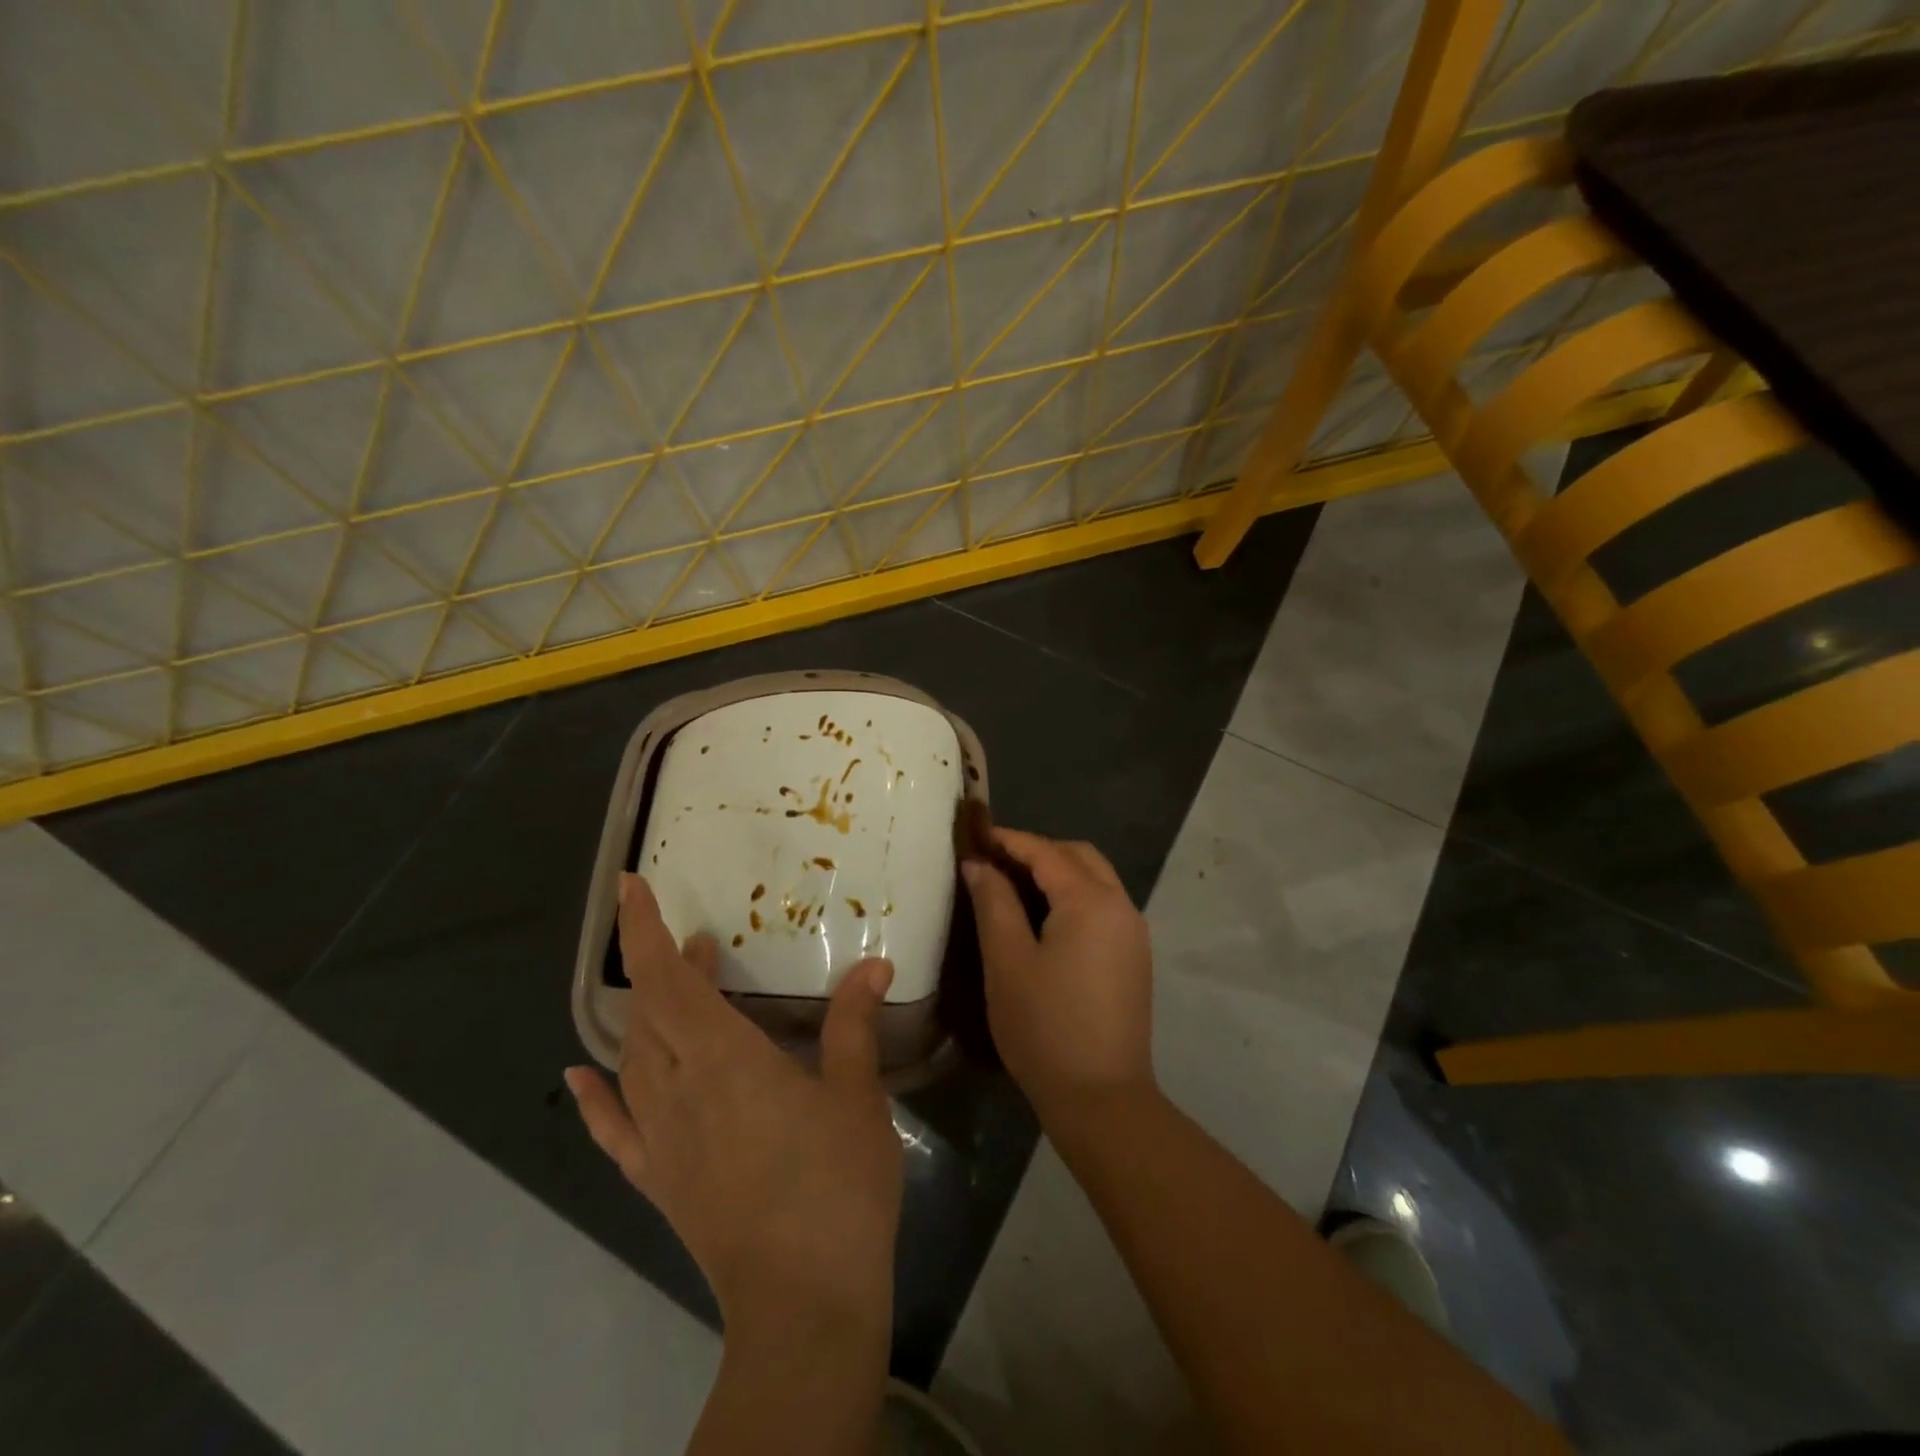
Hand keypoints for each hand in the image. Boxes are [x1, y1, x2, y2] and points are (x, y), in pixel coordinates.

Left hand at [566, 873, 903, 1340]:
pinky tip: (580, 1075)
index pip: (668, 980)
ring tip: (678, 984)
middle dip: (663, 963)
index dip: (645, 929)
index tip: (632, 886)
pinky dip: (593, 1098)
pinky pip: (613, 1129)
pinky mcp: (658, 1179)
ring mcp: (660, 1138)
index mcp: (725, 1059)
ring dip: (647, 1013)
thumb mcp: (857, 1095)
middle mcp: (679, 1089)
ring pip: (634, 1057)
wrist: (804, 1301)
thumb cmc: (837, 1185)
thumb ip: (854, 1024)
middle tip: (701, 940)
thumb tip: (874, 964)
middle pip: (649, 1011)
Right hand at [961, 828, 1155, 1122]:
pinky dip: (1074, 895)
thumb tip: (979, 865)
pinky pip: (1103, 905)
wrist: (1102, 1098)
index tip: (975, 836)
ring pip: (1095, 879)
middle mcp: (1120, 906)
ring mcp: (1133, 932)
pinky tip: (1045, 917)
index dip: (1009, 840)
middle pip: (1078, 856)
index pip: (1046, 852)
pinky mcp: (1135, 956)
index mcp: (1090, 901)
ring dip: (1058, 871)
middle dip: (1037, 850)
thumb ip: (994, 903)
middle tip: (995, 861)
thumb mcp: (1007, 962)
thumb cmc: (1045, 1028)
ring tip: (1014, 885)